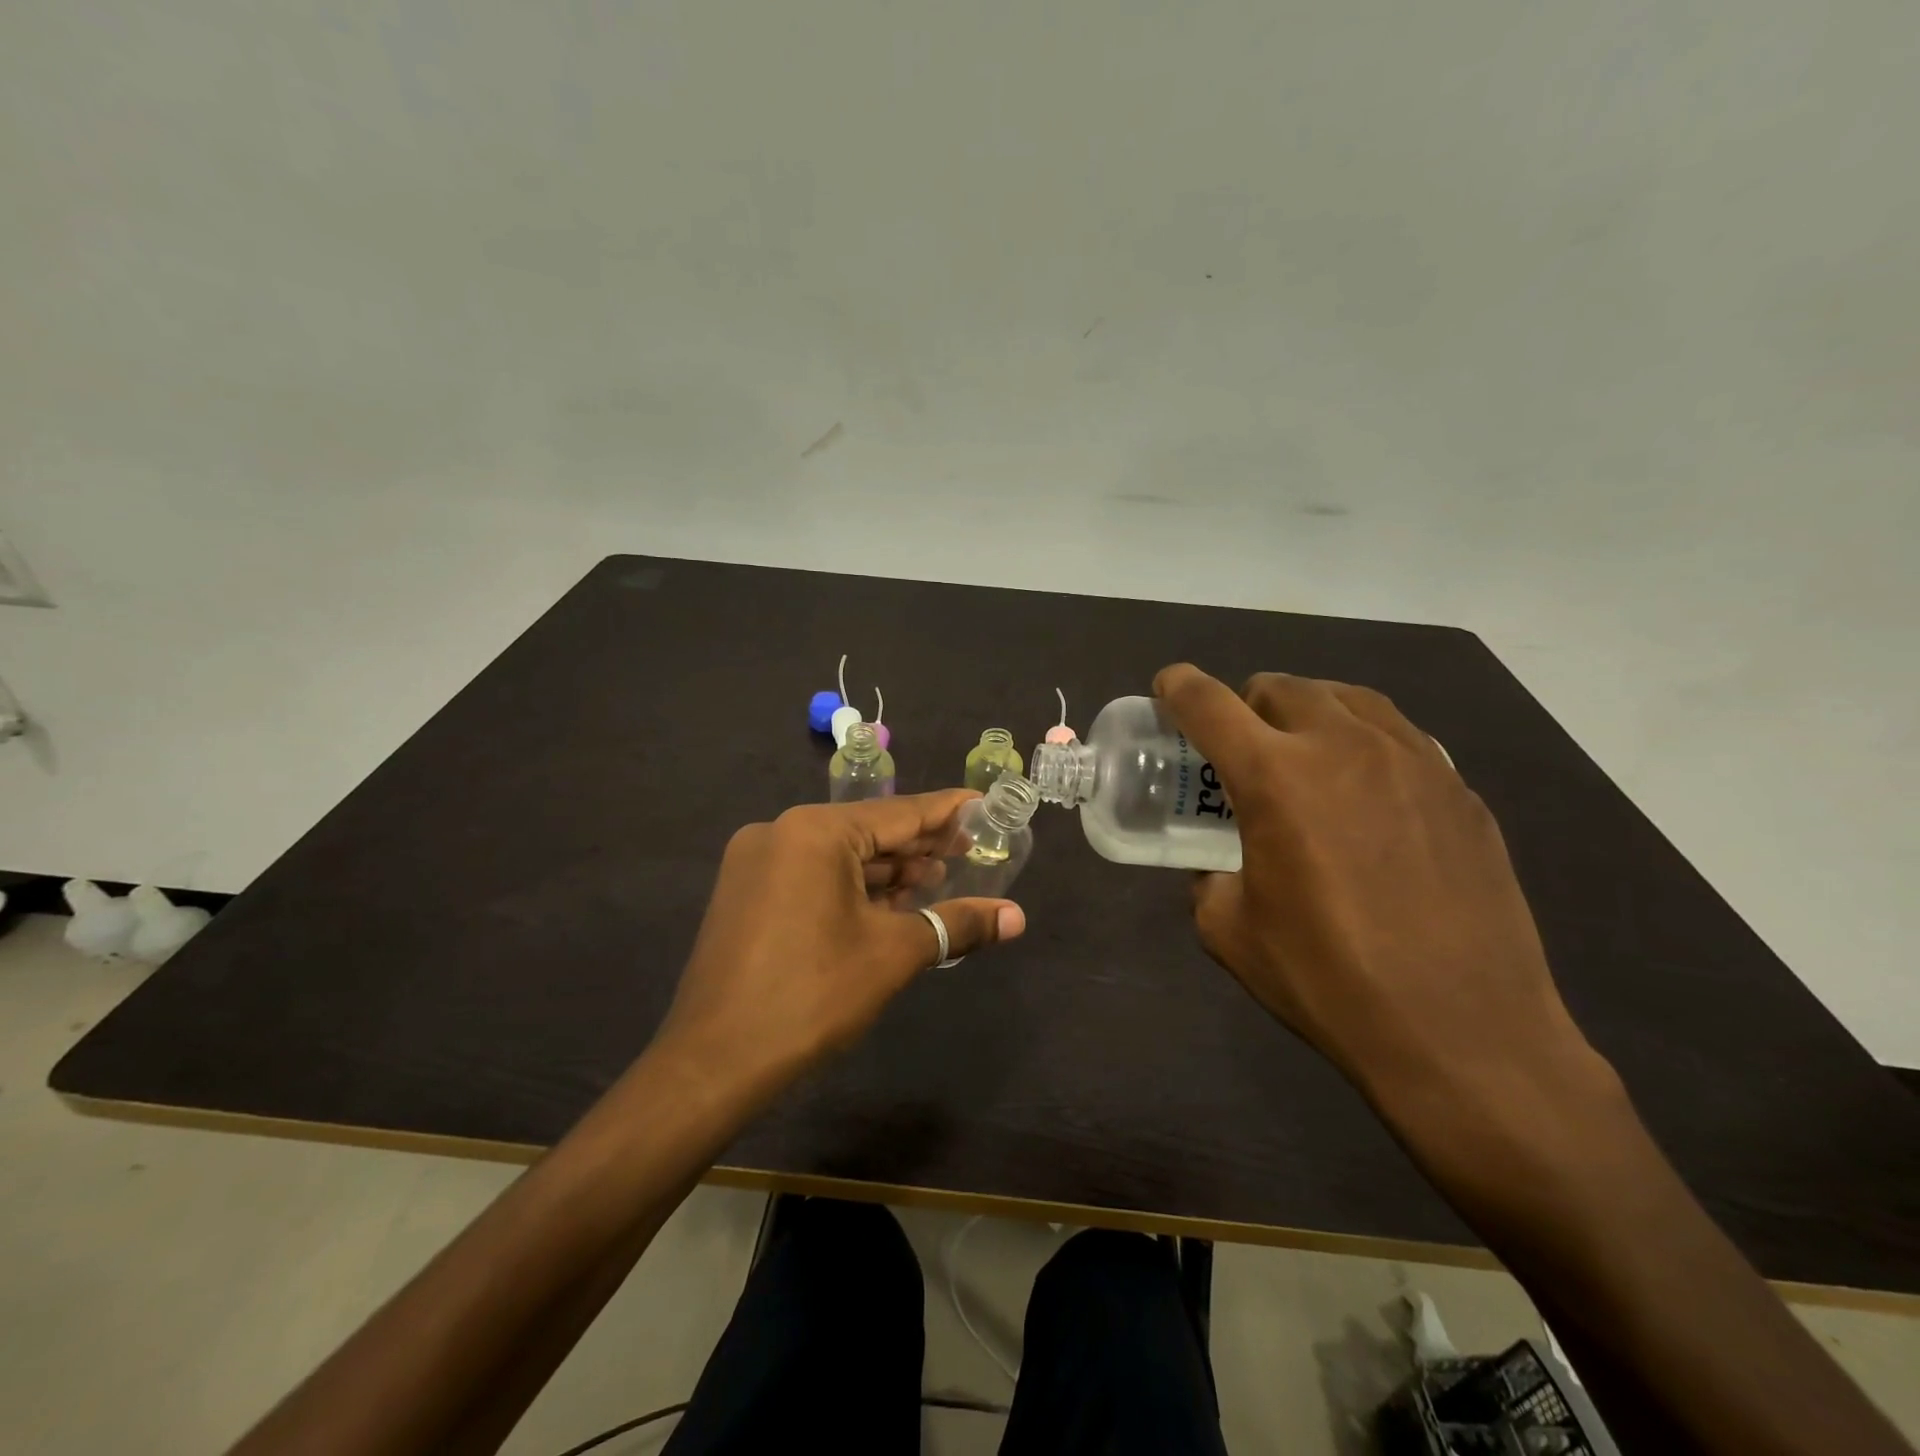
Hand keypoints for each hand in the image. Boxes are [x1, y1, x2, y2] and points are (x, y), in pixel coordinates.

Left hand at [651, 791, 1026, 1108]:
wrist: (712, 1064)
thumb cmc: (811, 996)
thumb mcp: (893, 954)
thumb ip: (957, 924)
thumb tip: (1017, 918)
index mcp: (814, 831)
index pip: (899, 812)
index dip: (947, 812)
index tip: (984, 807)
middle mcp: (780, 832)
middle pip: (867, 831)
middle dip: (919, 846)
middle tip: (970, 851)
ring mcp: (756, 863)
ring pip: (838, 856)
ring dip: (886, 871)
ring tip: (935, 881)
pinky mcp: (745, 894)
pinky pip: (812, 876)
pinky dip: (851, 888)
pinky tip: (886, 905)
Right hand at [1154, 665, 1618, 1154]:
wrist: (1465, 1033)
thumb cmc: (1329, 980)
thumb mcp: (1230, 931)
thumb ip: (1208, 878)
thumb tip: (1219, 867)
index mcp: (1275, 776)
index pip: (1209, 702)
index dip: (1178, 686)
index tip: (1167, 690)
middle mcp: (1343, 746)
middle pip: (1280, 686)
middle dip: (1246, 704)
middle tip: (1241, 747)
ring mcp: (1413, 760)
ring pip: (1346, 697)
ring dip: (1307, 713)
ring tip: (1303, 755)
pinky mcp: (1459, 788)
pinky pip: (1399, 735)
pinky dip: (1364, 742)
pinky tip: (1366, 792)